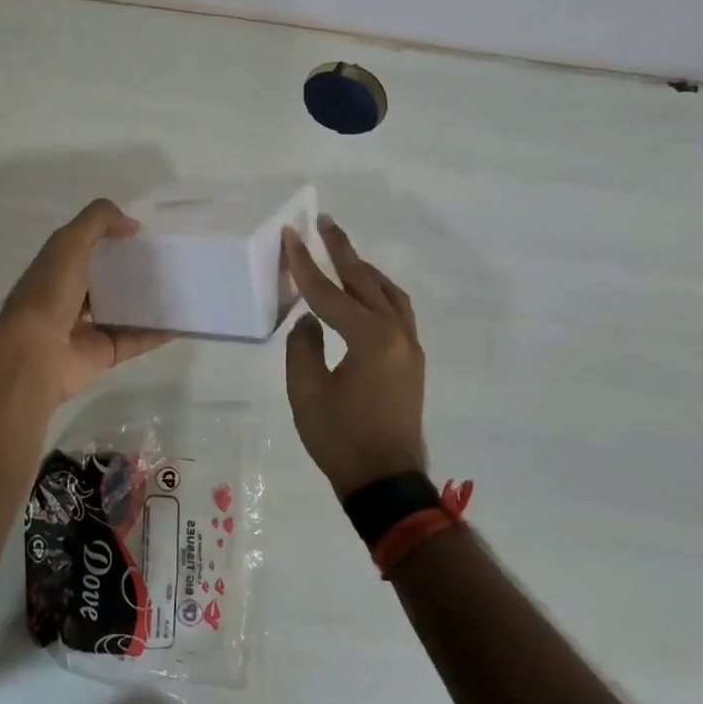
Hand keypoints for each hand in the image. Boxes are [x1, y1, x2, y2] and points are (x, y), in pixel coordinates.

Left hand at [0, 199, 172, 401]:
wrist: (33, 354)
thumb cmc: (47, 293)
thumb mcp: (68, 243)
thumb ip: (98, 222)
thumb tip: (132, 224)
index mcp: (58, 268)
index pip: (88, 247)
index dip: (113, 237)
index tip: (146, 233)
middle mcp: (71, 296)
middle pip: (108, 279)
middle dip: (135, 270)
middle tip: (171, 260)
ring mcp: (88, 327)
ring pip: (125, 310)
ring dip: (150, 301)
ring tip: (182, 287)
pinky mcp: (104, 353)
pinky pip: (137, 340)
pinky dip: (158, 332)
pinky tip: (183, 320)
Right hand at [283, 215, 427, 499]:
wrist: (385, 482)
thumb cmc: (340, 438)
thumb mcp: (306, 392)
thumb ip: (302, 347)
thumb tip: (309, 323)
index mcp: (370, 338)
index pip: (329, 293)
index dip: (305, 264)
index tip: (291, 234)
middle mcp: (397, 333)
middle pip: (366, 281)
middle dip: (342, 251)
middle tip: (324, 222)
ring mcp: (409, 347)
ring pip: (388, 294)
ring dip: (364, 270)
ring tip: (343, 252)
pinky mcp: (411, 362)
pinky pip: (396, 312)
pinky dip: (377, 293)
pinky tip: (364, 293)